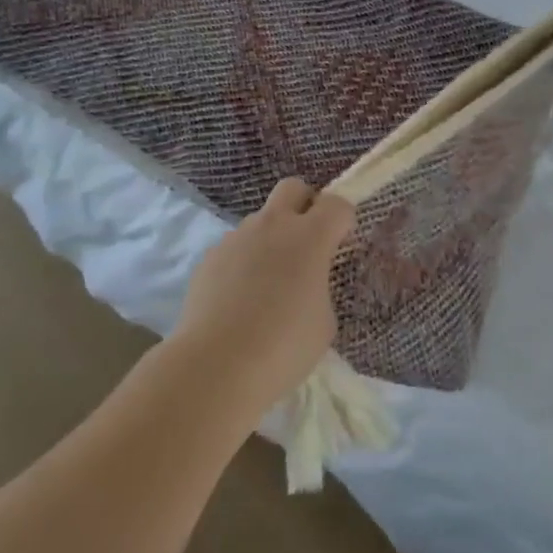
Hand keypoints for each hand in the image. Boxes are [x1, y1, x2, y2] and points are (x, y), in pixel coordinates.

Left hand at [172, 179, 354, 417]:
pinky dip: (243, 264)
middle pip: (293, 188)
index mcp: (310, 237)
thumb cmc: (283, 347)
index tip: (341, 243)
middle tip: (306, 244)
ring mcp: (237, 237)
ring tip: (267, 287)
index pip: (336, 205)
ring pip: (260, 221)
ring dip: (270, 240)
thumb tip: (304, 285)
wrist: (216, 365)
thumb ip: (319, 289)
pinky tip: (238, 302)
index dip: (342, 220)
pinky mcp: (210, 257)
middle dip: (304, 205)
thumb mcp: (323, 322)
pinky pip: (235, 248)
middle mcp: (273, 226)